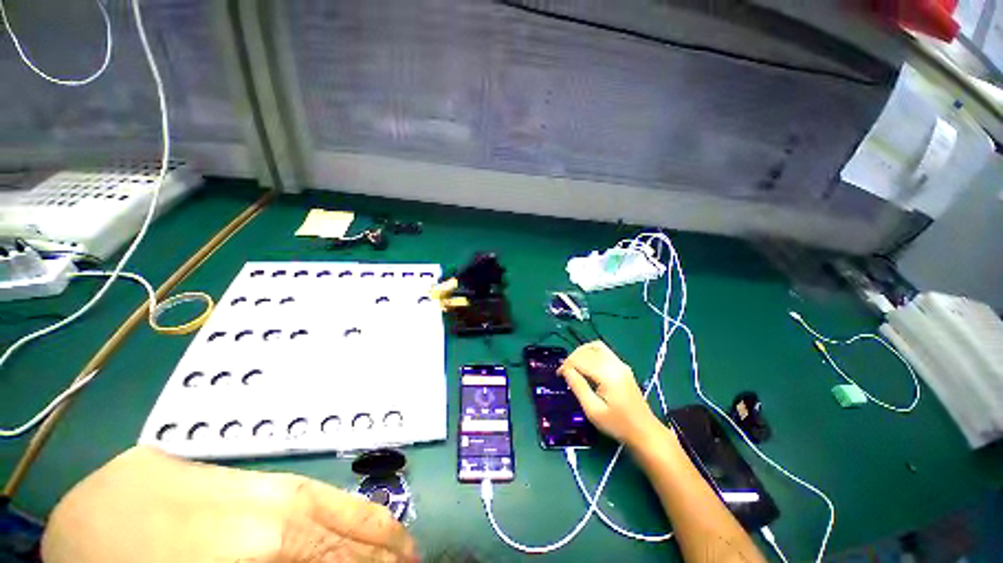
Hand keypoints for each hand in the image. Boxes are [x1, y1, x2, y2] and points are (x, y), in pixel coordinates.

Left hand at [42, 446, 418, 562]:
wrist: (103, 506)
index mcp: (271, 545)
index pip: (345, 561)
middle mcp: (286, 508)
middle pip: (354, 533)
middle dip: (388, 554)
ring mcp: (277, 486)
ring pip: (345, 509)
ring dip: (377, 533)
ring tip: (401, 549)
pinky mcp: (266, 478)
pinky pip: (323, 498)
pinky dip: (352, 515)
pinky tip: (358, 524)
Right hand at [558, 340, 664, 447]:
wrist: (645, 432)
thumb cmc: (617, 424)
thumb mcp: (593, 410)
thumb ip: (578, 386)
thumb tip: (565, 370)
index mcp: (607, 374)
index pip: (580, 359)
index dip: (566, 365)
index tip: (558, 376)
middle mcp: (614, 364)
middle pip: (587, 350)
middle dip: (572, 358)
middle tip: (564, 372)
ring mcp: (620, 363)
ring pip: (596, 346)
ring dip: (581, 352)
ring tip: (573, 365)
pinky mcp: (622, 366)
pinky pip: (603, 351)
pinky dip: (591, 353)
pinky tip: (586, 365)